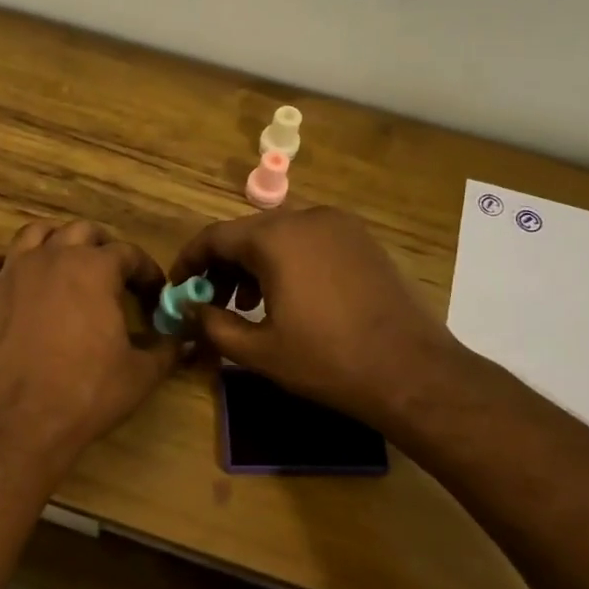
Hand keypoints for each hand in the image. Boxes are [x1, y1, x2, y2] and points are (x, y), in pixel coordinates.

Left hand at [0, 220, 178, 465]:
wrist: (18, 418)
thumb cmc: (87, 392)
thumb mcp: (141, 374)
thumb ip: (166, 349)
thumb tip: (183, 340)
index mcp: (95, 268)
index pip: (129, 253)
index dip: (146, 271)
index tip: (154, 293)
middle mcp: (52, 257)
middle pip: (81, 232)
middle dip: (102, 247)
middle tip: (113, 275)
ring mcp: (12, 272)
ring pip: (34, 234)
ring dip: (55, 242)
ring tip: (66, 264)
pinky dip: (8, 265)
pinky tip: (17, 281)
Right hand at [170, 207, 460, 428]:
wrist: (411, 371)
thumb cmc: (327, 360)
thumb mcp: (258, 350)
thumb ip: (213, 324)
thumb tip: (192, 310)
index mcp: (276, 238)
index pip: (214, 236)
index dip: (189, 261)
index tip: (177, 288)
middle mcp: (308, 218)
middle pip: (248, 232)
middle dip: (222, 266)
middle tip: (210, 301)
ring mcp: (341, 226)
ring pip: (280, 235)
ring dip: (254, 264)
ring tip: (247, 304)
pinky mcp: (363, 241)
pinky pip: (310, 241)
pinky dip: (287, 262)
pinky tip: (288, 297)